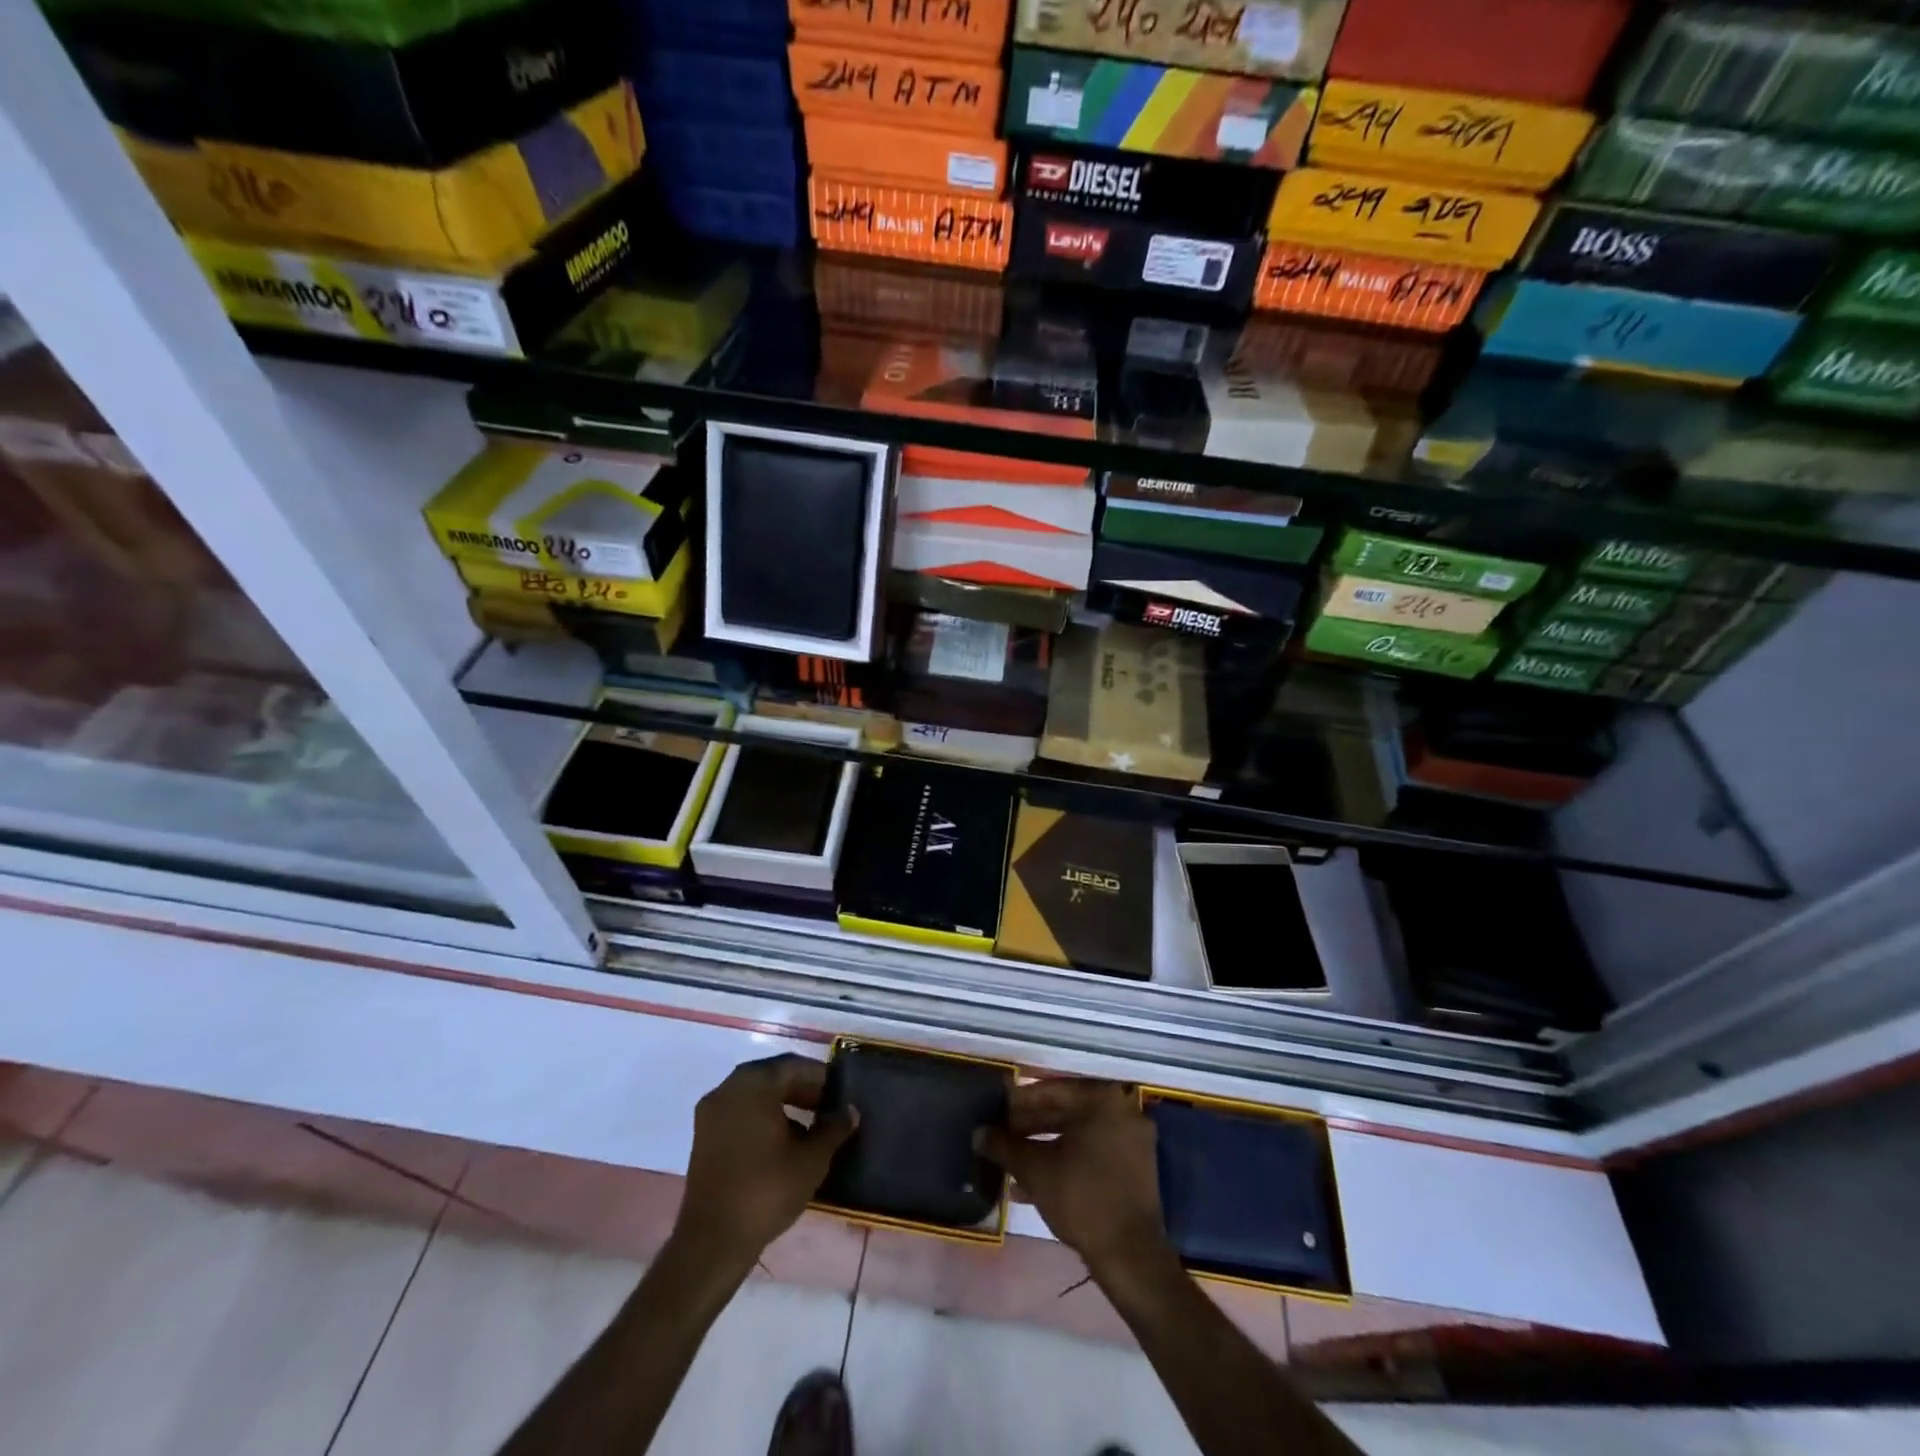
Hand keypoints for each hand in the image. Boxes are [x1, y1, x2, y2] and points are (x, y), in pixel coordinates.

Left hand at [673, 1054, 856, 1274]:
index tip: (841, 1093)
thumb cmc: (767, 1190)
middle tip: (828, 1108)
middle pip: (773, 1077)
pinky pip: (740, 1114)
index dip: (821, 1078)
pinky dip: (762, 1118)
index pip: (795, 1066)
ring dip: (783, 1104)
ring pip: (755, 1096)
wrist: (713, 1241)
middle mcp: (728, 1088)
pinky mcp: (703, 1137)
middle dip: (803, 1090)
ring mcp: (711, 1112)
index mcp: (753, 1083)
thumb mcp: (812, 1159)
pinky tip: (783, 1143)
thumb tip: (850, 1111)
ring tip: (810, 1127)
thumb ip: (834, 1128)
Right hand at [976, 1079, 1169, 1274]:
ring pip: (1078, 1134)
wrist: (1129, 1255)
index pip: (1053, 1090)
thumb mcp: (1035, 1169)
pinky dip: (1066, 1160)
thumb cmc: (1081, 1197)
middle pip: (1067, 1111)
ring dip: (1044, 1145)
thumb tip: (978, 1133)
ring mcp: (1133, 1140)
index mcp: (1103, 1099)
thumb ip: (1004, 1146)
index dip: (1020, 1102)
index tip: (997, 1111)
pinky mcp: (1135, 1168)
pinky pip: (1093, 1152)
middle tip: (1001, 1135)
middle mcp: (1122, 1110)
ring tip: (1011, 1159)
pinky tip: (1033, 1181)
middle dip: (1030, 1125)